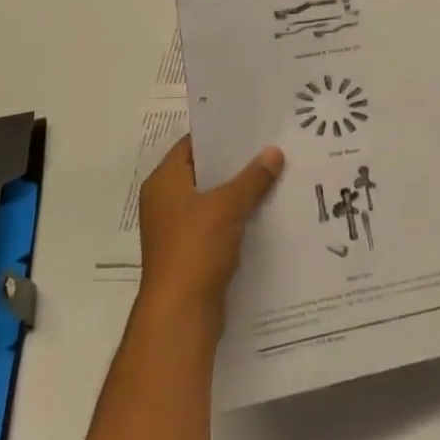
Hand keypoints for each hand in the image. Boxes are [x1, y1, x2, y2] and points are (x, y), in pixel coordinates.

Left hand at [137, 135, 283, 328]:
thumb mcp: (227, 206)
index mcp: (164, 182)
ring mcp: (178, 228)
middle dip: (236, 162)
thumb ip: (252, 178)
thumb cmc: (195, 249)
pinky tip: (266, 210)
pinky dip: (238, 216)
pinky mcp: (192, 251)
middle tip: (271, 146)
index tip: (252, 124)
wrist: (181, 314)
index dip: (220, 133)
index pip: (192, 144)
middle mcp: (166, 201)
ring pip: (213, 199)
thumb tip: (274, 151)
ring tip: (276, 174)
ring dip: (240, 191)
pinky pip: (218, 223)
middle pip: (204, 171)